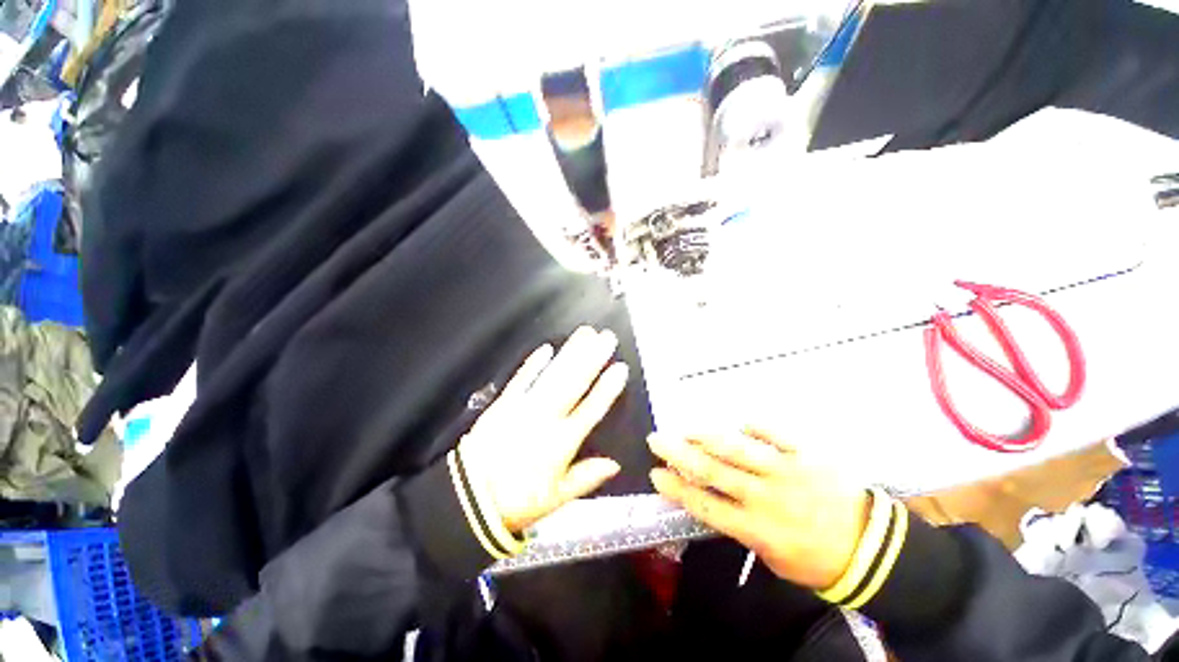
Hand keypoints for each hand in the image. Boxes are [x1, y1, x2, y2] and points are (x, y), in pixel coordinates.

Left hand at [461, 326, 628, 533]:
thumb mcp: (556, 499)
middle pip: (574, 383)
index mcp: (561, 443)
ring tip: (585, 334)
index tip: (620, 367)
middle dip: (592, 358)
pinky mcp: (503, 403)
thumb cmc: (518, 501)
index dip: (607, 388)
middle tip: (607, 337)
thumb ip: (586, 478)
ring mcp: (523, 407)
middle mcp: (546, 418)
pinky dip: (534, 363)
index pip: (591, 409)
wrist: (468, 499)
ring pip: (552, 375)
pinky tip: (547, 348)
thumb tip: (615, 464)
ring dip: (570, 353)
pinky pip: (521, 379)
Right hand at [648, 428, 870, 589]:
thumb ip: (743, 530)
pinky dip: (755, 427)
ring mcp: (786, 471)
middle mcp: (765, 496)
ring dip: (706, 436)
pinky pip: (775, 435)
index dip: (677, 488)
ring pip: (736, 448)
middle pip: (712, 471)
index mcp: (757, 528)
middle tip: (656, 439)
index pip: (705, 505)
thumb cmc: (817, 560)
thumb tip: (717, 503)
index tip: (656, 473)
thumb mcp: (774, 559)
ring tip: (685, 428)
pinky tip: (740, 423)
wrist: (872, 548)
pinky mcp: (806, 455)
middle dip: (679, 453)